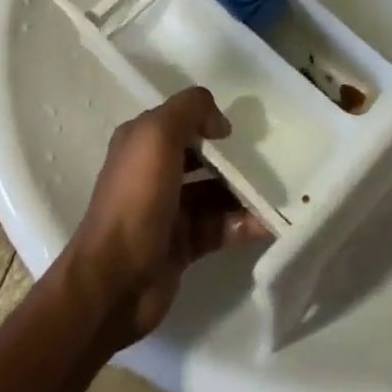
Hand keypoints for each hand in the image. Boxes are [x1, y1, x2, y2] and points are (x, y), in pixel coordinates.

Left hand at [63, 88, 269, 347]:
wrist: (114, 281)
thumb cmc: (136, 198)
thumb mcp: (158, 134)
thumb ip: (190, 110)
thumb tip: (220, 123)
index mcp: (142, 142)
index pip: (180, 120)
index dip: (207, 119)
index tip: (238, 129)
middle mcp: (154, 172)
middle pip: (201, 156)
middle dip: (232, 157)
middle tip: (268, 158)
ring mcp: (169, 210)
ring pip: (214, 192)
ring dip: (243, 192)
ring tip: (277, 191)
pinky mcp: (183, 245)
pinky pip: (219, 226)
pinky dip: (242, 223)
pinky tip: (267, 223)